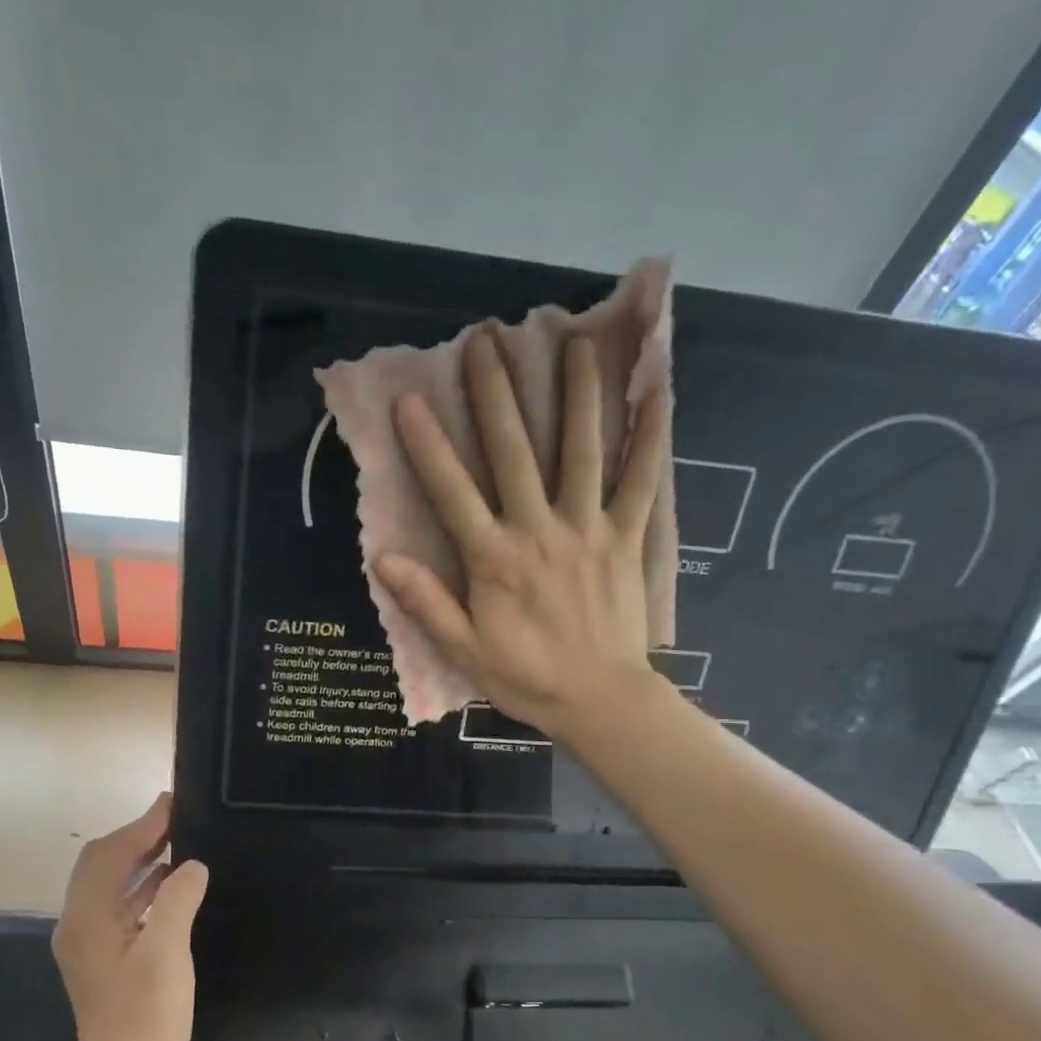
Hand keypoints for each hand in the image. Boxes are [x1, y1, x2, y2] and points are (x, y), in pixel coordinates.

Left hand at [53, 793, 208, 1040]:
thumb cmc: (147, 1018)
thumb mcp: (167, 953)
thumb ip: (177, 899)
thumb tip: (191, 865)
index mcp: (88, 918)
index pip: (111, 854)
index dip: (142, 825)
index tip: (173, 802)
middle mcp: (79, 923)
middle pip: (103, 863)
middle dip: (137, 836)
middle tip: (177, 818)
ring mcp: (88, 941)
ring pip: (110, 883)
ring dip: (140, 859)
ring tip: (179, 841)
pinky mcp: (101, 956)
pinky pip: (120, 904)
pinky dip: (143, 886)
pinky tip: (172, 884)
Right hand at [375, 331, 669, 740]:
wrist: (599, 700)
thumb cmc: (526, 678)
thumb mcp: (463, 649)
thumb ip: (426, 602)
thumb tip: (383, 559)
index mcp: (494, 559)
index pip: (453, 492)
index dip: (428, 446)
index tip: (410, 400)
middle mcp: (539, 530)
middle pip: (514, 452)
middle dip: (496, 393)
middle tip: (485, 340)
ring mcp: (588, 529)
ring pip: (581, 450)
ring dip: (575, 393)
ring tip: (571, 341)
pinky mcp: (627, 537)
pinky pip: (642, 481)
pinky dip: (651, 436)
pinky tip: (657, 391)